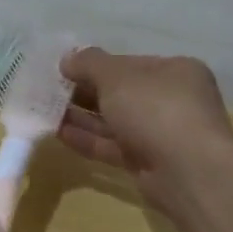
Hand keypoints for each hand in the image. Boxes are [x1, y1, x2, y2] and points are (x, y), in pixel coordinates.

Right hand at [59, 47, 232, 212]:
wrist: (188, 172)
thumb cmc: (155, 109)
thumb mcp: (116, 75)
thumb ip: (88, 63)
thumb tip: (67, 59)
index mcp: (175, 71)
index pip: (128, 63)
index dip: (95, 64)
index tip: (63, 69)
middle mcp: (172, 100)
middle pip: (120, 92)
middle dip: (84, 91)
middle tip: (48, 90)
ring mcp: (161, 133)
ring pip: (114, 120)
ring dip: (80, 115)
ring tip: (44, 110)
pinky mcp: (149, 162)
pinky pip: (112, 145)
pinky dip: (87, 138)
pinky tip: (57, 133)